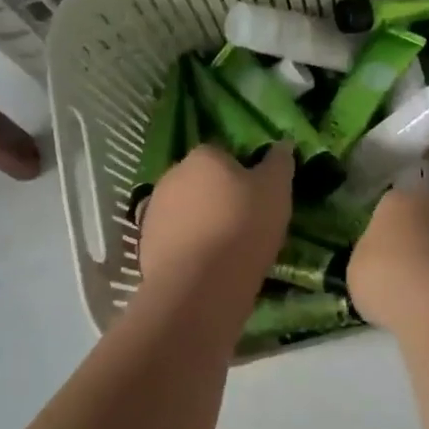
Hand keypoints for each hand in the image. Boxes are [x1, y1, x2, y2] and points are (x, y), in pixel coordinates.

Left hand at [137, 142, 293, 296]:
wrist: (198, 285)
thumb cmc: (242, 226)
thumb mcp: (276, 190)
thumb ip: (279, 163)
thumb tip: (283, 143)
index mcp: (203, 156)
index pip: (224, 155)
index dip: (242, 174)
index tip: (258, 197)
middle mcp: (172, 175)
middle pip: (201, 181)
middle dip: (218, 196)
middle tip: (244, 222)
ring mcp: (154, 210)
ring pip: (186, 210)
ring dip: (201, 222)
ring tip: (226, 249)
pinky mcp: (145, 244)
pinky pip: (175, 238)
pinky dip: (189, 247)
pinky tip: (206, 266)